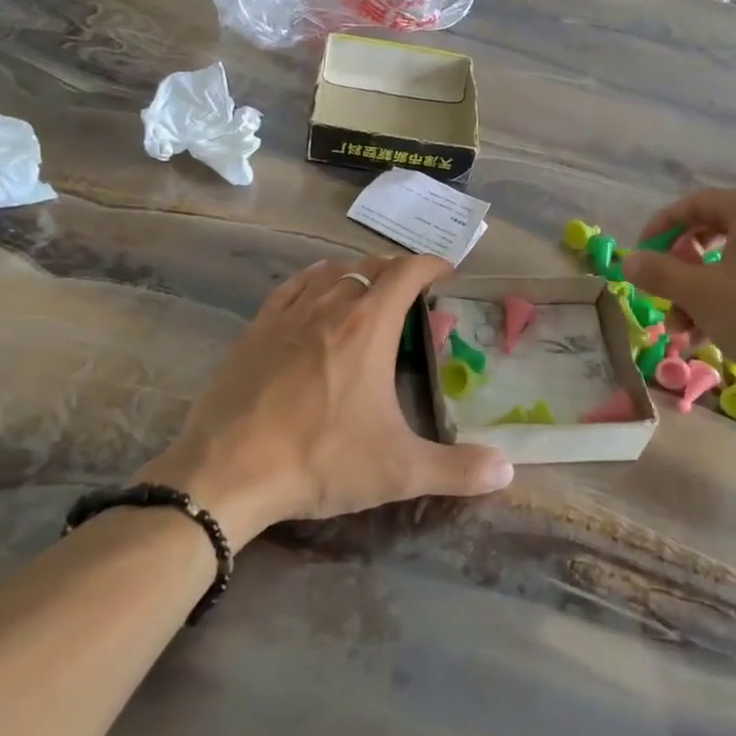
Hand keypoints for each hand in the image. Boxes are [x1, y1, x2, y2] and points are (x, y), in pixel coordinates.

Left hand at [137, 254, 512, 548]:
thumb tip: (508, 470)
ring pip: (329, 272)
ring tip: (368, 290)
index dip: (431, 264)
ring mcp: (287, 315)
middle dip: (396, 270)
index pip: (406, 272)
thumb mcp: (398, 470)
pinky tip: (314, 290)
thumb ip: (457, 469)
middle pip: (369, 266)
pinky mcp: (254, 330)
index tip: (446, 271)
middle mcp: (330, 306)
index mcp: (368, 326)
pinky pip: (291, 288)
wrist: (227, 471)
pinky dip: (312, 280)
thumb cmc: (320, 460)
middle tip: (412, 291)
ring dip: (356, 273)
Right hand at [620, 189, 735, 396]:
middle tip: (664, 294)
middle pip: (711, 235)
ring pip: (730, 265)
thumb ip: (659, 272)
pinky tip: (709, 337)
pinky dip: (726, 303)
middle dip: (679, 270)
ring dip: (698, 294)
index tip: (640, 257)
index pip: (695, 204)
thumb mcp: (700, 293)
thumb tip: (628, 261)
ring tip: (683, 331)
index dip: (660, 228)